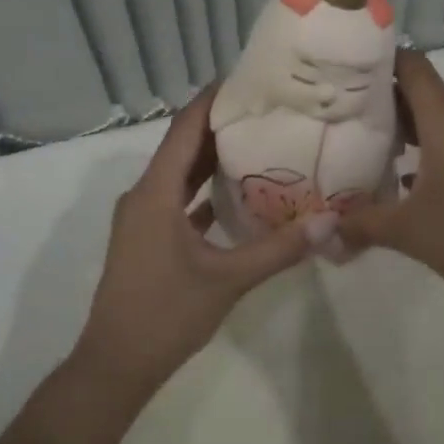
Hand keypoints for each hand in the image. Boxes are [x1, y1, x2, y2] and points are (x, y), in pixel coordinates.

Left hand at [71, 84, 339, 397]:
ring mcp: (142, 217)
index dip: (212, 101)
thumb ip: (277, 249)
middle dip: (220, 125)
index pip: (185, 129)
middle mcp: (144, 194)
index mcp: (156, 191)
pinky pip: (177, 199)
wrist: (115, 364)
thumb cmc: (166, 314)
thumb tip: (327, 221)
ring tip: (257, 140)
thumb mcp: (227, 280)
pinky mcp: (147, 238)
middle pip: (183, 147)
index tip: (246, 79)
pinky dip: (203, 191)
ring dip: (211, 158)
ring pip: (180, 174)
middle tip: (265, 108)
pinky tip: (237, 193)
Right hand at [340, 50, 443, 315]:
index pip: (410, 65)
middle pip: (419, 94)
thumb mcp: (409, 231)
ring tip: (365, 148)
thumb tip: (325, 230)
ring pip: (437, 122)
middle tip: (339, 115)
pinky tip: (404, 182)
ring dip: (404, 131)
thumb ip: (362, 224)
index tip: (343, 70)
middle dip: (380, 103)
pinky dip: (427, 152)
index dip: (377, 61)